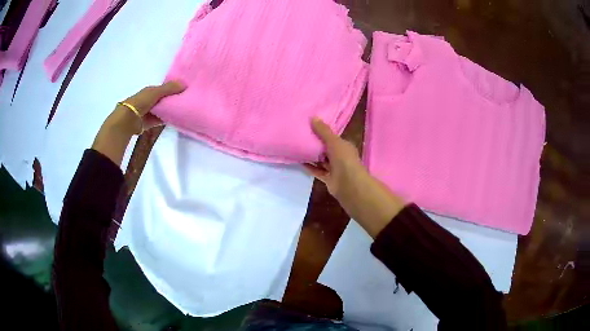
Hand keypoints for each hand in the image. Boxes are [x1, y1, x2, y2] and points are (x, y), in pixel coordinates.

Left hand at [92, 81, 184, 165]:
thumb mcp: (156, 92)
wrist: (128, 119)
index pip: (164, 89)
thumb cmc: (141, 102)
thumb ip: (169, 88)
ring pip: (162, 110)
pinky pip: (160, 120)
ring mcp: (149, 112)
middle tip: (186, 100)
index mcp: (149, 91)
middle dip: (172, 99)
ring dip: (170, 110)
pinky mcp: (149, 123)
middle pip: (163, 99)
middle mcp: (149, 100)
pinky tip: (175, 119)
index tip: (185, 90)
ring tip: (183, 109)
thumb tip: (185, 84)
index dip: (173, 88)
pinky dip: (166, 119)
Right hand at [305, 118, 405, 237]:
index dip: (323, 132)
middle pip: (326, 149)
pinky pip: (317, 170)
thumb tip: (313, 117)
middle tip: (301, 136)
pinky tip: (299, 161)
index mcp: (345, 146)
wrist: (349, 184)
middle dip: (316, 144)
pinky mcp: (328, 178)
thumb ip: (323, 131)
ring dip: (311, 155)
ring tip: (297, 147)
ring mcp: (335, 168)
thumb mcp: (334, 141)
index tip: (310, 127)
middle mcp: (340, 157)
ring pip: (321, 160)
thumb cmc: (344, 159)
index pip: (333, 138)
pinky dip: (309, 166)